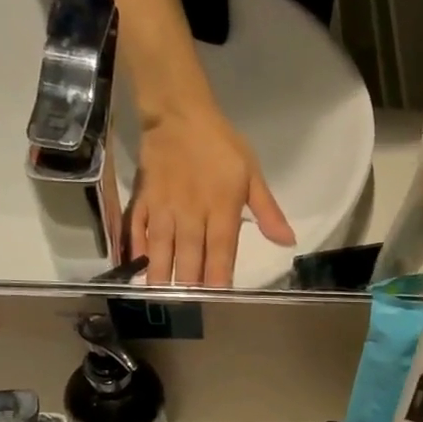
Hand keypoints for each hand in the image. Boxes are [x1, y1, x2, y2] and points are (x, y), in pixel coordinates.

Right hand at [129, 104, 294, 285]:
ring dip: (161, 272)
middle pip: (190, 253)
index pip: (222, 248)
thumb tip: (287, 241)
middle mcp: (192, 212)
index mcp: (222, 207)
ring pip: (162, 245)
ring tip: (159, 296)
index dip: (219, 274)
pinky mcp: (144, 198)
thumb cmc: (221, 145)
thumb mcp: (252, 175)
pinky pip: (138, 227)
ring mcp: (165, 206)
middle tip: (187, 307)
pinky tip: (135, 265)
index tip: (218, 297)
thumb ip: (268, 212)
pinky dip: (136, 247)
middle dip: (189, 282)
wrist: (179, 114)